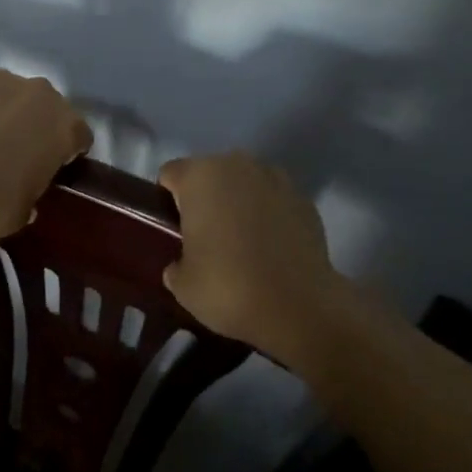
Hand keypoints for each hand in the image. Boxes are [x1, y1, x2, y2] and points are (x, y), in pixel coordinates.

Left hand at [0, 65, 92, 245]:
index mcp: (64, 126)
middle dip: (34, 123)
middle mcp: (39, 93)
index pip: (78, 134)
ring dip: (1, 108)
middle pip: (45, 105)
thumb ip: (34, 189)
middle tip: (13, 149)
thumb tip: (25, 188)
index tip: (50, 165)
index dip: (66, 150)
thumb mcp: (25, 211)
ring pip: (8, 91)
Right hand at [157, 153, 347, 361]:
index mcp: (199, 177)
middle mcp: (237, 165)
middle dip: (205, 197)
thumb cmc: (228, 287)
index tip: (173, 229)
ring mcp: (275, 178)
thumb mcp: (182, 285)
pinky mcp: (303, 198)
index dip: (167, 200)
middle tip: (205, 236)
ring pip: (245, 182)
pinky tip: (271, 247)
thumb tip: (181, 265)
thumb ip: (175, 264)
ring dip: (239, 201)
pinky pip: (274, 199)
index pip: (171, 174)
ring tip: (241, 240)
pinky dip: (269, 214)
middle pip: (210, 173)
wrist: (298, 306)